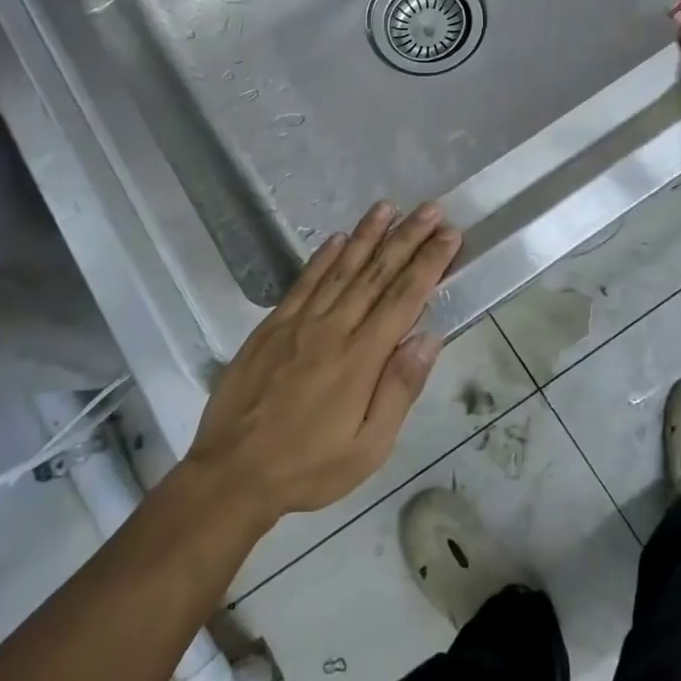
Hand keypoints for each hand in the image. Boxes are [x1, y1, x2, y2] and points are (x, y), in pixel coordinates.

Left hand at [184, 202, 460, 525]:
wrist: (232, 473)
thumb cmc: (308, 466)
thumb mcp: (368, 447)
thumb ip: (399, 389)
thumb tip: (429, 338)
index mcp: (361, 358)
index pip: (404, 298)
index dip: (429, 263)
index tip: (448, 235)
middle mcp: (333, 329)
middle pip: (376, 274)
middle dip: (406, 238)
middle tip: (430, 209)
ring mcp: (299, 323)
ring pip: (340, 269)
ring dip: (367, 236)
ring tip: (388, 207)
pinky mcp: (272, 326)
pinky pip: (303, 282)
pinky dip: (322, 257)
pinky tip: (337, 238)